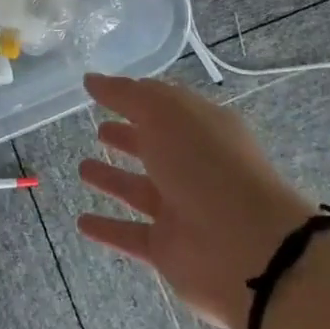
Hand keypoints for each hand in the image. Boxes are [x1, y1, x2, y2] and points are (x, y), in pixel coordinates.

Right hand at [76, 74, 316, 328]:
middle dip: (127, 137)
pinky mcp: (169, 249)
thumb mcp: (164, 113)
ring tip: (82, 168)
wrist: (248, 248)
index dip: (133, 97)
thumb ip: (126, 94)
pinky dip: (107, 230)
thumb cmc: (206, 164)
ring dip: (113, 179)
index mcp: (202, 128)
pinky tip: (82, 222)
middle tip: (98, 129)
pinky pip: (131, 235)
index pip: (163, 106)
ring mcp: (182, 209)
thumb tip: (92, 79)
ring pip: (140, 190)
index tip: (99, 90)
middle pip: (154, 147)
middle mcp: (194, 166)